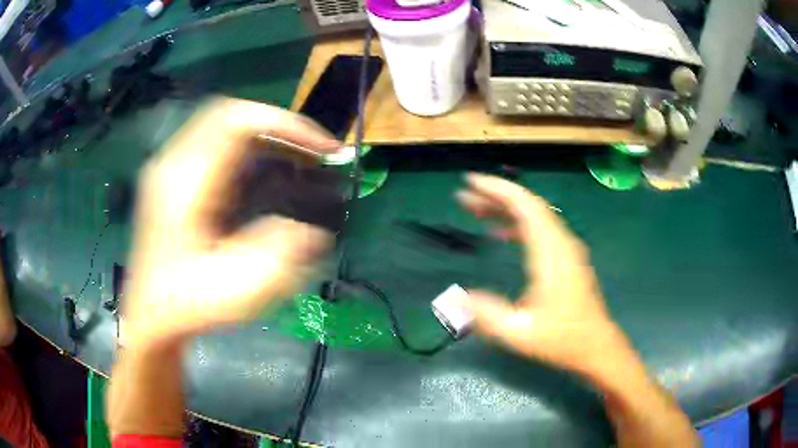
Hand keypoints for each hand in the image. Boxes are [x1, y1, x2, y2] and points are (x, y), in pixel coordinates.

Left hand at [123, 98, 335, 348]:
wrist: (151, 317)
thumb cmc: (188, 304)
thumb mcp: (238, 289)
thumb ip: (279, 253)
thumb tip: (312, 230)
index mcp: (186, 185)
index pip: (238, 121)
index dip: (285, 124)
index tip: (321, 149)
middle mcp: (173, 165)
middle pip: (229, 113)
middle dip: (276, 124)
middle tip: (310, 150)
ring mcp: (169, 169)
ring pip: (220, 123)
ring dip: (261, 133)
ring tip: (293, 156)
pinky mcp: (171, 179)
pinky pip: (212, 141)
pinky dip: (244, 145)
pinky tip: (261, 169)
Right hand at [457, 174, 624, 374]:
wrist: (595, 346)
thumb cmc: (561, 340)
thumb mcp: (520, 334)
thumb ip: (487, 315)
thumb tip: (458, 297)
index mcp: (551, 253)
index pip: (525, 206)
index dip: (497, 189)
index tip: (471, 181)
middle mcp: (561, 242)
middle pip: (528, 205)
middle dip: (495, 196)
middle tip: (463, 197)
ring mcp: (566, 248)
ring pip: (534, 216)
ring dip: (504, 209)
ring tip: (474, 210)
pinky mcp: (566, 257)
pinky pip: (540, 230)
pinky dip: (517, 225)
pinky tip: (499, 234)